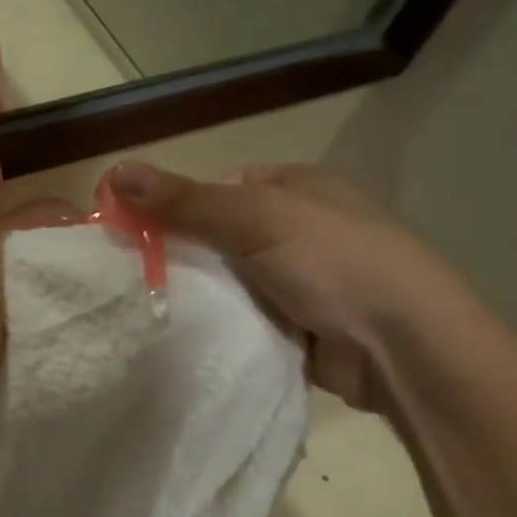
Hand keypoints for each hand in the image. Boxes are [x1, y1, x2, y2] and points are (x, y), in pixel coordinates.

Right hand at [107, 161, 461, 411]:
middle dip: (185, 256)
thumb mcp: (255, 217)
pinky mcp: (297, 325)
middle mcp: (299, 229)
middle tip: (139, 276)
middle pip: (220, 237)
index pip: (222, 187)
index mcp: (298, 187)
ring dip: (201, 295)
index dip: (180, 204)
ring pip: (228, 282)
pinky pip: (242, 319)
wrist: (401, 346)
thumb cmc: (334, 261)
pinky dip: (220, 326)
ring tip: (150, 308)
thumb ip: (185, 200)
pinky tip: (186, 336)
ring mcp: (300, 280)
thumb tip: (116, 170)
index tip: (143, 232)